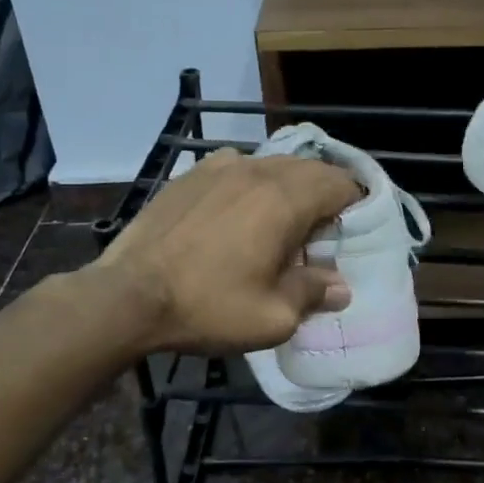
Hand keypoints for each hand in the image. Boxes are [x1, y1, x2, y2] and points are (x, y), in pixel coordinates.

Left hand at [95, 148, 360, 352]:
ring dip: (288, 188)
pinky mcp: (191, 174)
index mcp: (285, 200)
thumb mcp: (272, 317)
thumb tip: (340, 286)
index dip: (355, 204)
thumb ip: (313, 293)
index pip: (339, 183)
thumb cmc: (208, 306)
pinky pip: (236, 167)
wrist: (128, 295)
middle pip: (309, 169)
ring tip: (279, 223)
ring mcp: (220, 167)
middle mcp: (257, 171)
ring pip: (272, 165)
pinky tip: (237, 212)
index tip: (352, 231)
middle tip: (319, 234)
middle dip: (324, 195)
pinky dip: (251, 184)